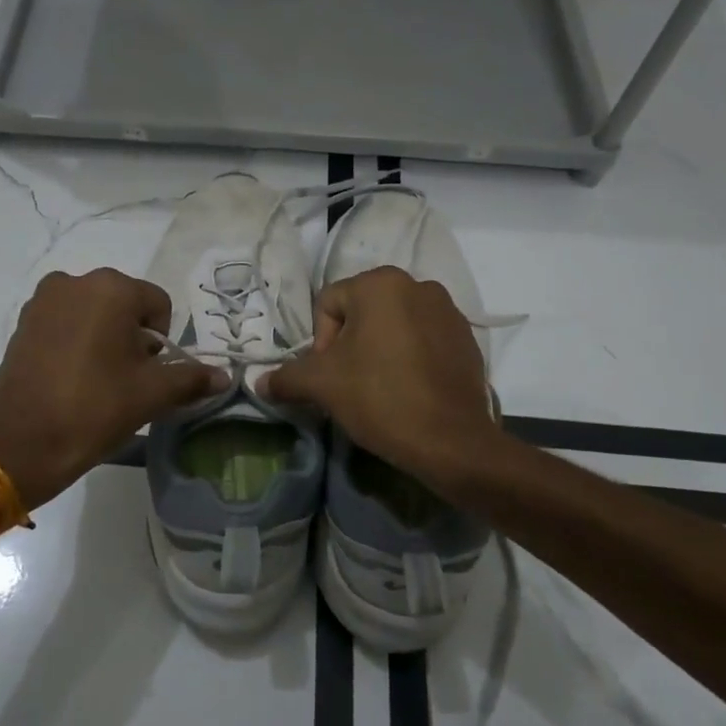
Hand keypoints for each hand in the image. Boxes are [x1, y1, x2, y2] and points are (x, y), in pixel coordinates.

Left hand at [0, 268, 227, 508]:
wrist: (22, 445)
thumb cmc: (95, 409)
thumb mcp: (151, 394)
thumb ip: (191, 378)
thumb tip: (224, 376)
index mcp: (111, 288)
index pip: (158, 304)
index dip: (162, 340)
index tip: (148, 373)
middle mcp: (75, 281)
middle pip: (124, 304)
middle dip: (132, 337)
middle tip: (125, 379)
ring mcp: (43, 300)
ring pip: (93, 313)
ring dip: (103, 337)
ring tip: (97, 380)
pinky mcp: (22, 322)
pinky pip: (64, 322)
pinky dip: (75, 341)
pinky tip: (71, 377)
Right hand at [262, 267, 496, 487]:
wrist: (452, 441)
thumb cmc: (380, 397)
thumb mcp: (322, 385)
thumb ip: (286, 377)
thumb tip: (259, 382)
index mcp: (381, 283)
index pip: (328, 305)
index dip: (320, 342)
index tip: (331, 376)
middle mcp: (418, 285)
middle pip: (362, 312)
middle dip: (350, 345)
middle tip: (350, 382)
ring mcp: (448, 311)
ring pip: (393, 325)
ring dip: (379, 349)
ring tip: (380, 387)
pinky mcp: (467, 338)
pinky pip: (423, 339)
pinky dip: (410, 357)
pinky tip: (409, 389)